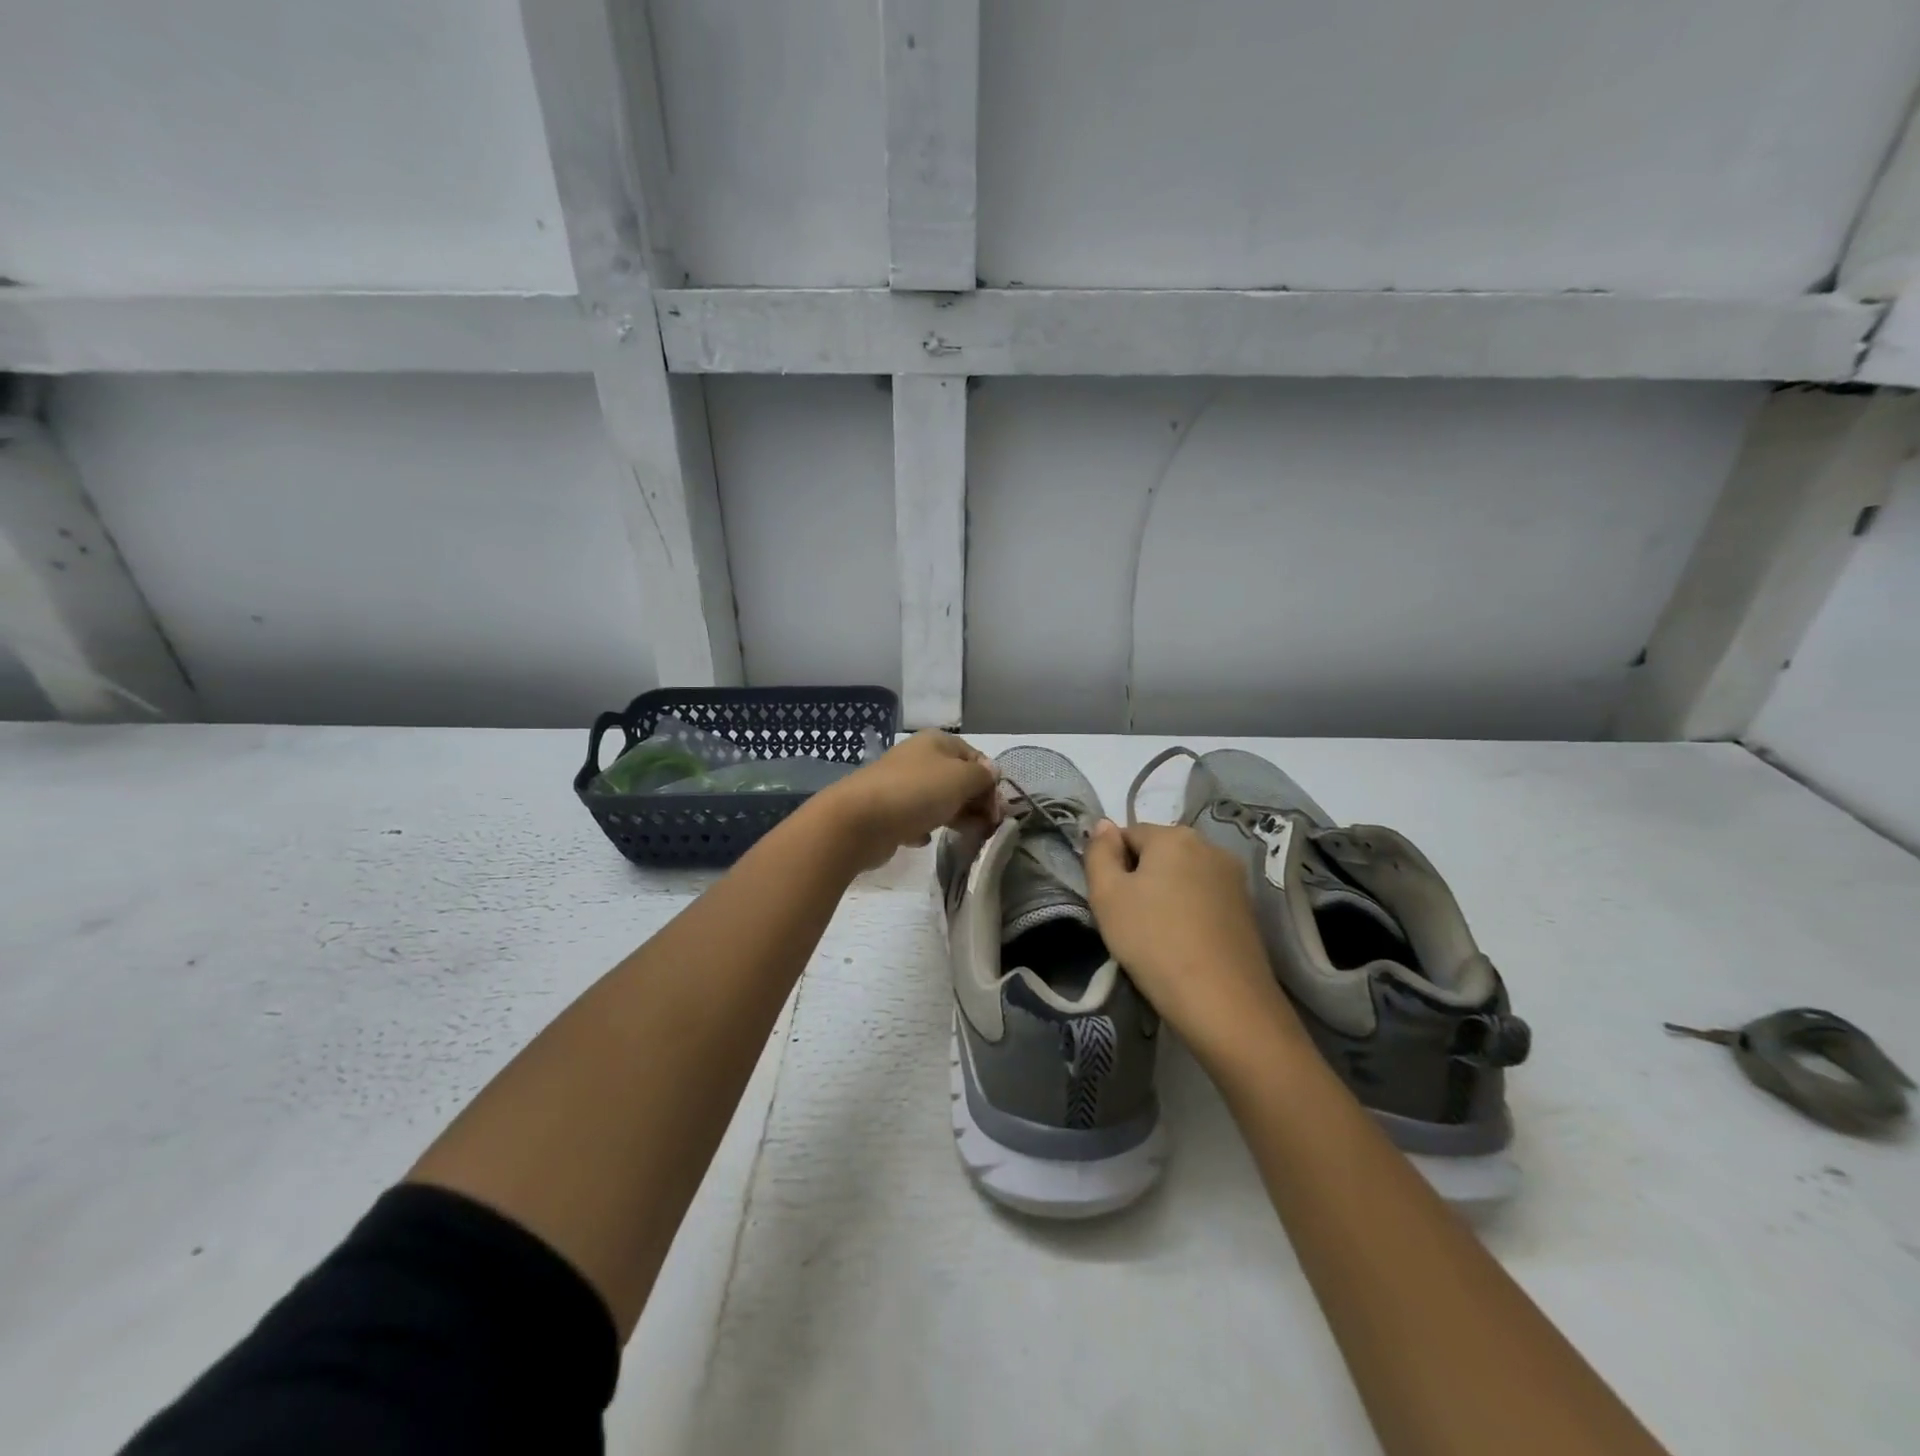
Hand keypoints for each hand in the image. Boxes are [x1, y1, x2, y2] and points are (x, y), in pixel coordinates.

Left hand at [818, 731, 999, 869]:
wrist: (859, 821)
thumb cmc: (916, 792)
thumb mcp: (961, 778)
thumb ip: (982, 776)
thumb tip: (991, 773)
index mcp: (937, 741)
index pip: (976, 757)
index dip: (991, 783)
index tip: (997, 813)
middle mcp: (918, 758)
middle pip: (958, 779)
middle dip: (975, 802)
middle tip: (985, 828)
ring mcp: (901, 784)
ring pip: (938, 799)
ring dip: (954, 816)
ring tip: (965, 836)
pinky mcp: (888, 811)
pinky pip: (915, 818)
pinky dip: (924, 828)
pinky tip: (924, 839)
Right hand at [1083, 820, 1298, 1060]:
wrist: (1223, 1002)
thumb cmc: (1153, 941)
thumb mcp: (1107, 896)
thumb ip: (1099, 853)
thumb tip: (1103, 824)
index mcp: (1174, 835)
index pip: (1127, 834)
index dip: (1112, 866)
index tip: (1110, 902)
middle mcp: (1209, 846)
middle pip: (1158, 853)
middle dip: (1140, 878)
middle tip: (1129, 920)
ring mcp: (1233, 878)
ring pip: (1182, 876)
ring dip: (1165, 895)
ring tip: (1157, 936)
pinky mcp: (1247, 908)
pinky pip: (1204, 898)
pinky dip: (1189, 913)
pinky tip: (1184, 944)